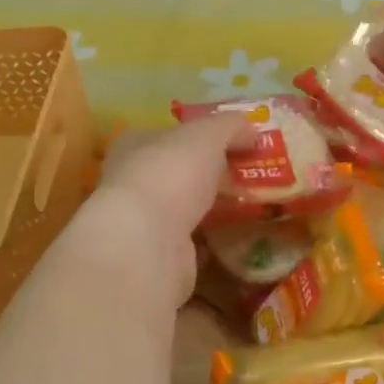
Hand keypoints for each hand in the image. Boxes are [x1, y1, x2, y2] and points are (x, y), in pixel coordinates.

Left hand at [79, 114, 246, 306]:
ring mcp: (142, 222)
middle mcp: (131, 182)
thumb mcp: (207, 135)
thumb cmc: (170, 174)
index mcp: (133, 145)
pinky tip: (238, 238)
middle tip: (248, 174)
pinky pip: (192, 243)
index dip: (198, 136)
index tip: (233, 142)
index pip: (167, 134)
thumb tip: (252, 130)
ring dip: (211, 208)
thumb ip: (230, 127)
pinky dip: (212, 241)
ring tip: (251, 206)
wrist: (147, 243)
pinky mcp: (157, 256)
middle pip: (177, 173)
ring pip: (183, 209)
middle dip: (209, 174)